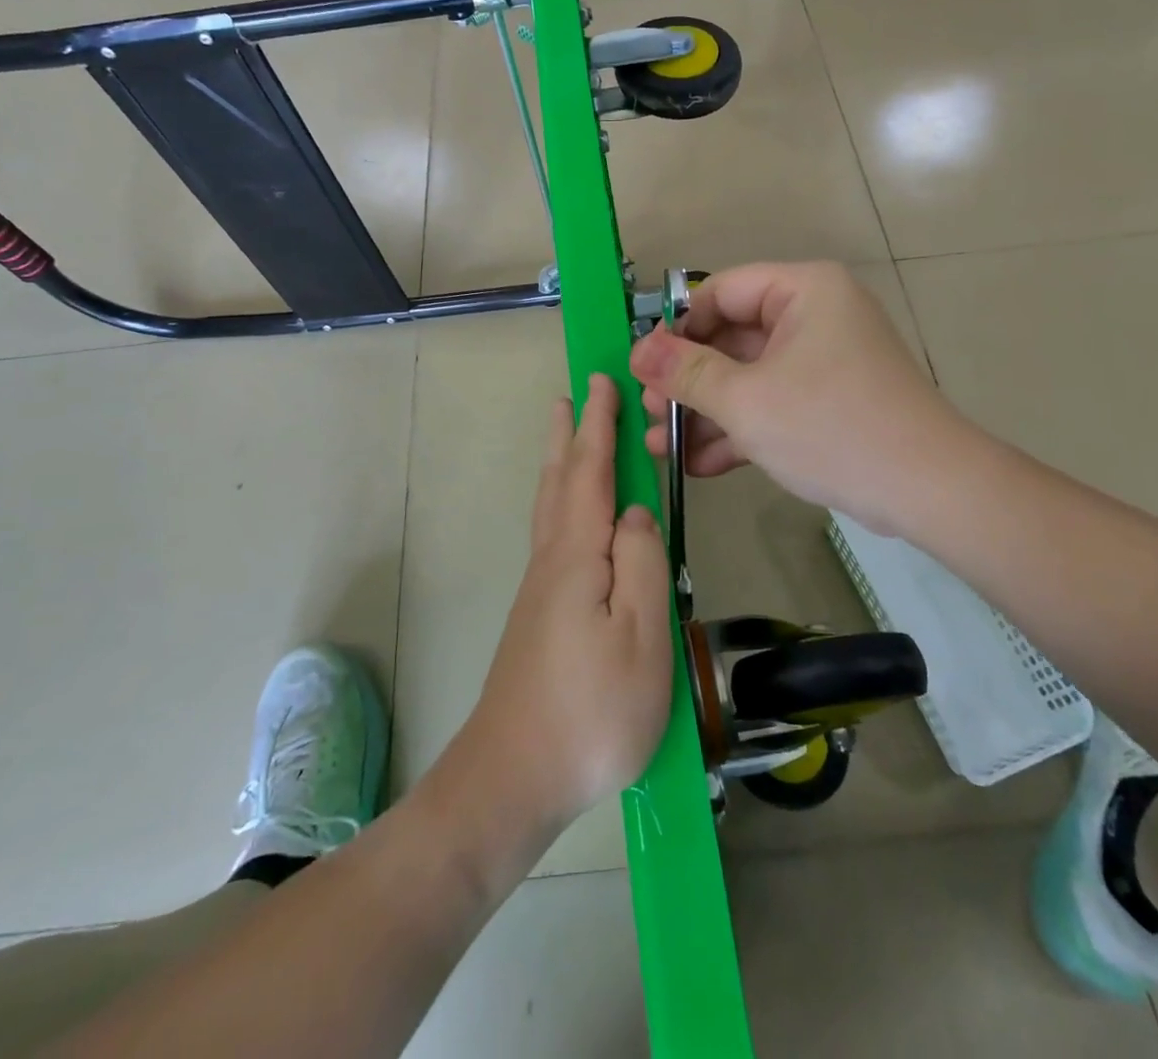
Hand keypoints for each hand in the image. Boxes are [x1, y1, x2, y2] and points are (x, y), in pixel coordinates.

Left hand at [469, 375, 673, 833]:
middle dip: (570, 433)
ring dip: (560, 461)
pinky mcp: (538, 613)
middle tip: (573, 394)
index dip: (599, 425)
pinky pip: (551, 531)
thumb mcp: (641, 637)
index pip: (591, 471)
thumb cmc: (591, 711)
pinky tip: (569, 513)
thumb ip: (643, 563)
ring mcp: (540, 588)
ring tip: (566, 435)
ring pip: (550, 505)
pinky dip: (560, 498)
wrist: (514, 777)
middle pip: (560, 480)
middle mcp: (553, 559)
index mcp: (578, 555)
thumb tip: (635, 511)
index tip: (602, 381)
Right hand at [629, 261, 974, 535]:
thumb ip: (687, 373)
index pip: (721, 292)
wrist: (927, 490)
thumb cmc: (831, 427)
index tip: (645, 370)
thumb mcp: (746, 400)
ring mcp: (822, 361)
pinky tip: (698, 463)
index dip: (678, 329)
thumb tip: (639, 351)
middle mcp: (814, 316)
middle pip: (731, 338)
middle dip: (686, 382)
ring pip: (748, 376)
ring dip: (705, 411)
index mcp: (803, 291)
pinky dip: (738, 429)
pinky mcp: (827, 402)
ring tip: (660, 445)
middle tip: (648, 413)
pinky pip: (772, 403)